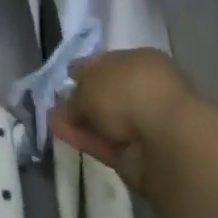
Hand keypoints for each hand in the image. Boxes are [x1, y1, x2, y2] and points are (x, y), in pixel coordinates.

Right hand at [48, 49, 193, 197]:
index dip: (87, 68)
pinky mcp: (140, 155)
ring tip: (51, 120)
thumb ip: (77, 94)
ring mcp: (145, 125)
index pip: (110, 62)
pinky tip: (61, 134)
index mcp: (141, 62)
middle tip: (57, 102)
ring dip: (80, 121)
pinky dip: (85, 139)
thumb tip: (68, 105)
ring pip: (106, 120)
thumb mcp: (90, 83)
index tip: (67, 75)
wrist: (166, 140)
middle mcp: (145, 90)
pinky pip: (107, 143)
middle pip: (108, 93)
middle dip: (82, 98)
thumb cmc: (128, 92)